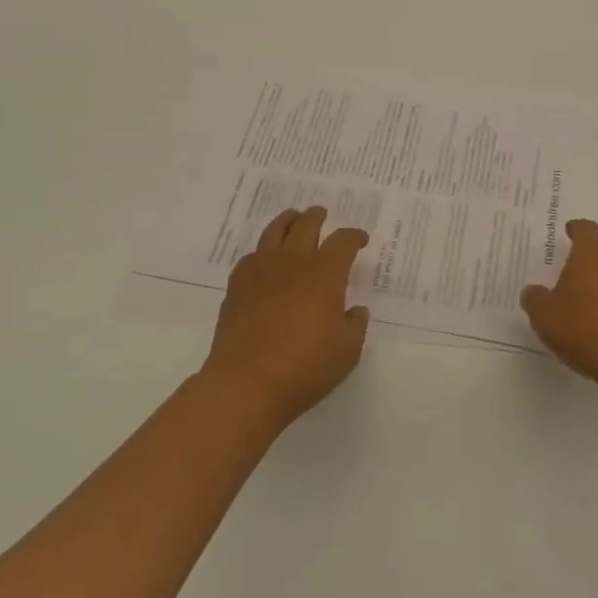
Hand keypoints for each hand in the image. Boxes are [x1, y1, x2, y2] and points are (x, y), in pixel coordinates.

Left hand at [202, 207, 370, 426]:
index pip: (343, 241)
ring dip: (289, 220)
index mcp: (325, 273)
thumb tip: (355, 310)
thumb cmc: (305, 367)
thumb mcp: (347, 352)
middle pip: (307, 224)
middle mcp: (294, 261)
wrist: (246, 383)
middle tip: (322, 215)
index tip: (360, 239)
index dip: (354, 236)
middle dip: (318, 216)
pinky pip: (252, 254)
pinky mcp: (237, 284)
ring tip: (293, 219)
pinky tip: (266, 260)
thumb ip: (355, 325)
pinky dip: (264, 250)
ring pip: (275, 230)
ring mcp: (262, 269)